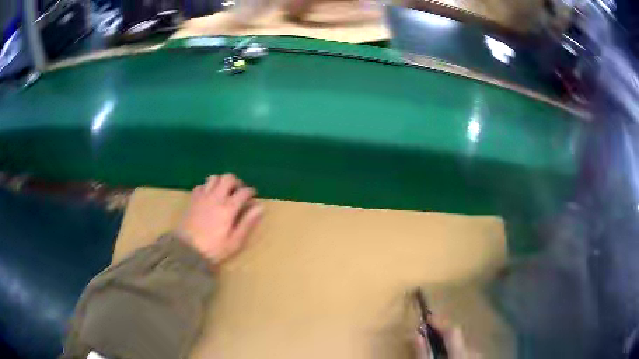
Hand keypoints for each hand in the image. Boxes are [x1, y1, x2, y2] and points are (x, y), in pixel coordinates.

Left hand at [177, 174, 263, 265]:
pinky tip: (209, 197)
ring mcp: (203, 197)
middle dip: (236, 182)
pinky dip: (207, 187)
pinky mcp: (192, 199)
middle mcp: (216, 197)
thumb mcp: (235, 241)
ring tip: (223, 192)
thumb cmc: (214, 248)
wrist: (187, 250)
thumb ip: (248, 223)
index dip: (251, 192)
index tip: (253, 197)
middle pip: (228, 178)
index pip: (243, 191)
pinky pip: (201, 185)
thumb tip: (260, 207)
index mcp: (229, 208)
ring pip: (214, 178)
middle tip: (238, 192)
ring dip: (221, 182)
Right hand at [414, 316, 479, 358]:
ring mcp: (477, 356)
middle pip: (459, 337)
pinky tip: (448, 357)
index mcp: (461, 353)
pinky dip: (457, 351)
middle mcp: (473, 352)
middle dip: (443, 334)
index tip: (426, 318)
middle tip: (428, 335)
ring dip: (450, 343)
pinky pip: (467, 351)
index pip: (453, 331)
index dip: (440, 322)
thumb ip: (423, 353)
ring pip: (463, 344)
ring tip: (436, 348)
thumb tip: (416, 334)